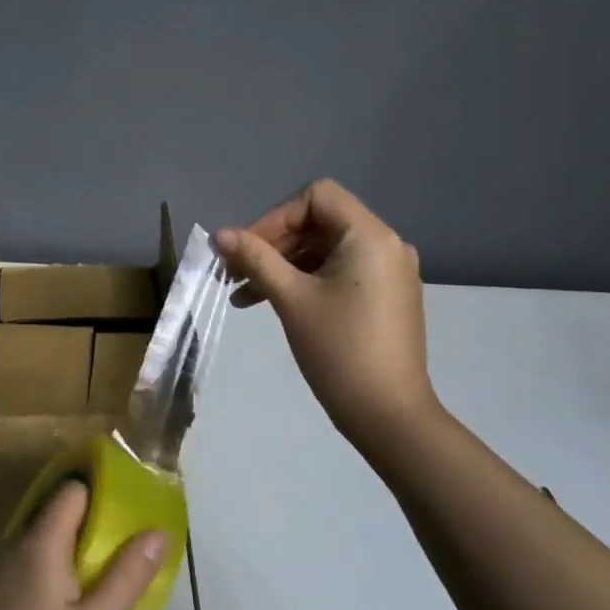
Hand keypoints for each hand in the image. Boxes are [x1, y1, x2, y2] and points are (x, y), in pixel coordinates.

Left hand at [0, 482, 165, 609]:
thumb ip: (126, 578)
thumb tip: (158, 531)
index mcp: (38, 544)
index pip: (70, 491)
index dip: (97, 498)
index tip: (121, 523)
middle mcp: (6, 546)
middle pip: (50, 521)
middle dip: (82, 538)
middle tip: (108, 573)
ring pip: (28, 550)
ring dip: (54, 564)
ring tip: (76, 604)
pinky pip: (8, 574)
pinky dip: (28, 584)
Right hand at [216, 180, 440, 442]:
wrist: (387, 413)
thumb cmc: (338, 350)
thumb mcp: (291, 299)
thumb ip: (256, 259)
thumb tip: (219, 234)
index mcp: (370, 236)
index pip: (317, 197)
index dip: (275, 217)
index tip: (246, 251)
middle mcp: (386, 245)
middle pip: (320, 223)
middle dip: (274, 245)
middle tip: (235, 274)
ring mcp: (389, 273)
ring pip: (326, 252)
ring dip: (284, 267)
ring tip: (243, 297)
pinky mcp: (386, 298)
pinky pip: (340, 274)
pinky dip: (306, 282)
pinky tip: (275, 305)